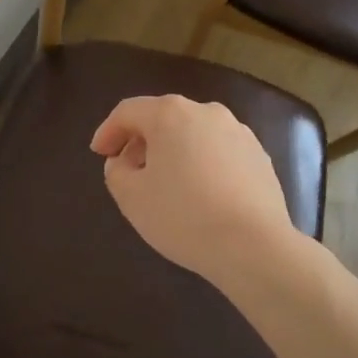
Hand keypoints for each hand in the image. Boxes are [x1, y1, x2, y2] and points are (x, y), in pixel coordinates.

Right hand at [90, 94, 295, 291]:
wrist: (254, 246)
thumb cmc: (183, 216)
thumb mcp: (131, 197)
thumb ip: (116, 172)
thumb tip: (124, 161)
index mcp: (170, 113)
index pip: (128, 112)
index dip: (108, 131)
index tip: (98, 154)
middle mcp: (205, 111)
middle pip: (162, 118)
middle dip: (141, 141)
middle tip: (129, 170)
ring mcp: (237, 131)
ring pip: (193, 134)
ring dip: (174, 152)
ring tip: (166, 184)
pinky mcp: (259, 155)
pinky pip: (219, 152)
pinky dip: (202, 164)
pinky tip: (201, 194)